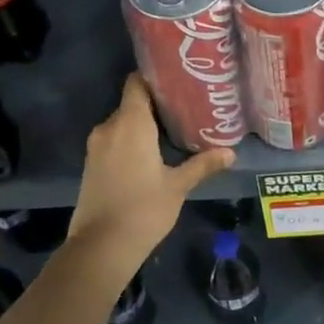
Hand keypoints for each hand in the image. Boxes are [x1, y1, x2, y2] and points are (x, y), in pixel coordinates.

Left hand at [70, 74, 234, 273]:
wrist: (101, 246)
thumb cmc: (143, 209)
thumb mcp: (178, 186)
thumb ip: (202, 164)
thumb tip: (231, 153)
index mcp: (131, 124)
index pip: (137, 83)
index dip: (155, 78)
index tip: (177, 80)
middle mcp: (109, 127)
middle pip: (132, 103)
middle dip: (156, 104)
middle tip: (186, 107)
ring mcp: (96, 146)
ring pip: (122, 123)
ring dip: (144, 124)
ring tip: (173, 129)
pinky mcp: (92, 163)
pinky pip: (114, 140)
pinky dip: (131, 140)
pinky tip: (152, 152)